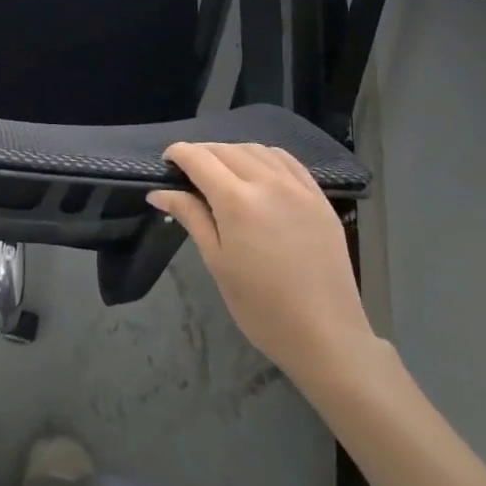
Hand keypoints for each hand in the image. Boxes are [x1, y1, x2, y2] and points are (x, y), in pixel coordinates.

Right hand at [150, 143, 378, 383]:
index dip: (178, 153)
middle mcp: (267, 183)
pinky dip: (264, 157)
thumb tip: (159, 192)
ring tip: (222, 172)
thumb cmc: (261, 306)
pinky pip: (286, 161)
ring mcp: (298, 187)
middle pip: (225, 150)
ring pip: (256, 150)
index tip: (166, 163)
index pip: (199, 158)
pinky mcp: (319, 197)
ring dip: (232, 152)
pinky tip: (258, 172)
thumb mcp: (217, 262)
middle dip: (202, 153)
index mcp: (236, 201)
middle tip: (188, 173)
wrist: (326, 335)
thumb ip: (190, 216)